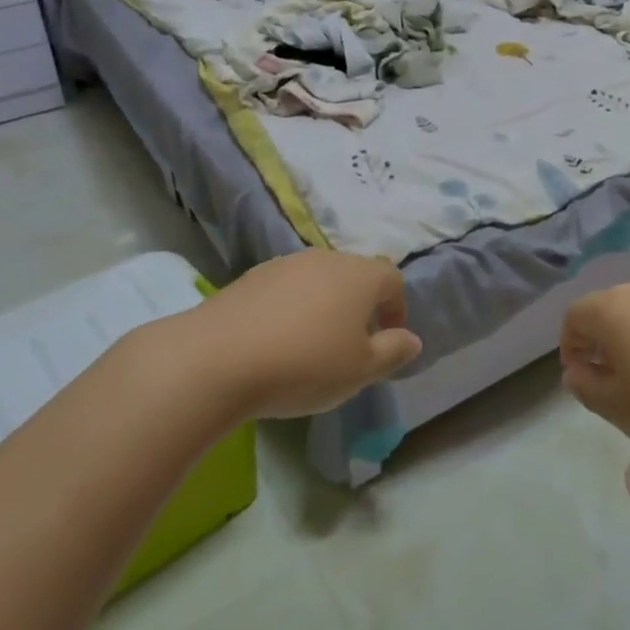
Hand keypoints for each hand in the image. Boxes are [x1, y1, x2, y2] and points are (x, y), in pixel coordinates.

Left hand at [187, 251, 421, 418]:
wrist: (217, 358)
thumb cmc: (304, 364)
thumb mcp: (360, 370)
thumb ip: (393, 352)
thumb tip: (411, 338)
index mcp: (360, 275)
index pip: (392, 279)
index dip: (397, 308)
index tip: (388, 341)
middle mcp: (326, 259)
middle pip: (354, 275)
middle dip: (360, 306)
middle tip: (352, 346)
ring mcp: (285, 264)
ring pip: (318, 280)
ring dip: (324, 306)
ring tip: (312, 345)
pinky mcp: (251, 277)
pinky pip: (285, 289)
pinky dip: (291, 308)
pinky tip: (276, 342)